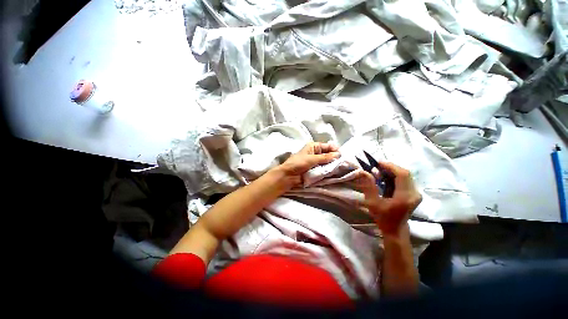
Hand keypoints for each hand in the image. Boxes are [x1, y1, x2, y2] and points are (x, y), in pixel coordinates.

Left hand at [276, 142, 339, 184]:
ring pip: (327, 162)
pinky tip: (334, 172)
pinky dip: (328, 170)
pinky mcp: (315, 169)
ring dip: (332, 165)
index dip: (335, 150)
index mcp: (314, 146)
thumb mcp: (312, 159)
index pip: (328, 146)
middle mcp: (316, 153)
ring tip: (339, 168)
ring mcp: (316, 162)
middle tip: (342, 163)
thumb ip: (325, 157)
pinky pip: (324, 169)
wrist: (289, 175)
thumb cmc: (298, 163)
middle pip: (328, 154)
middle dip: (334, 158)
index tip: (341, 156)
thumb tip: (338, 154)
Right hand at [355, 161, 421, 236]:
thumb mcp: (373, 203)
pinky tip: (385, 177)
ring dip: (392, 171)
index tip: (378, 163)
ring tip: (379, 171)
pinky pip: (406, 180)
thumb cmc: (383, 217)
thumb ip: (369, 186)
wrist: (395, 230)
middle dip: (391, 167)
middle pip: (405, 173)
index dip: (390, 166)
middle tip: (377, 166)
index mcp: (405, 196)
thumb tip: (365, 172)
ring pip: (406, 176)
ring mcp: (416, 194)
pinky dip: (395, 176)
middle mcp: (414, 194)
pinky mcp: (414, 194)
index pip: (402, 175)